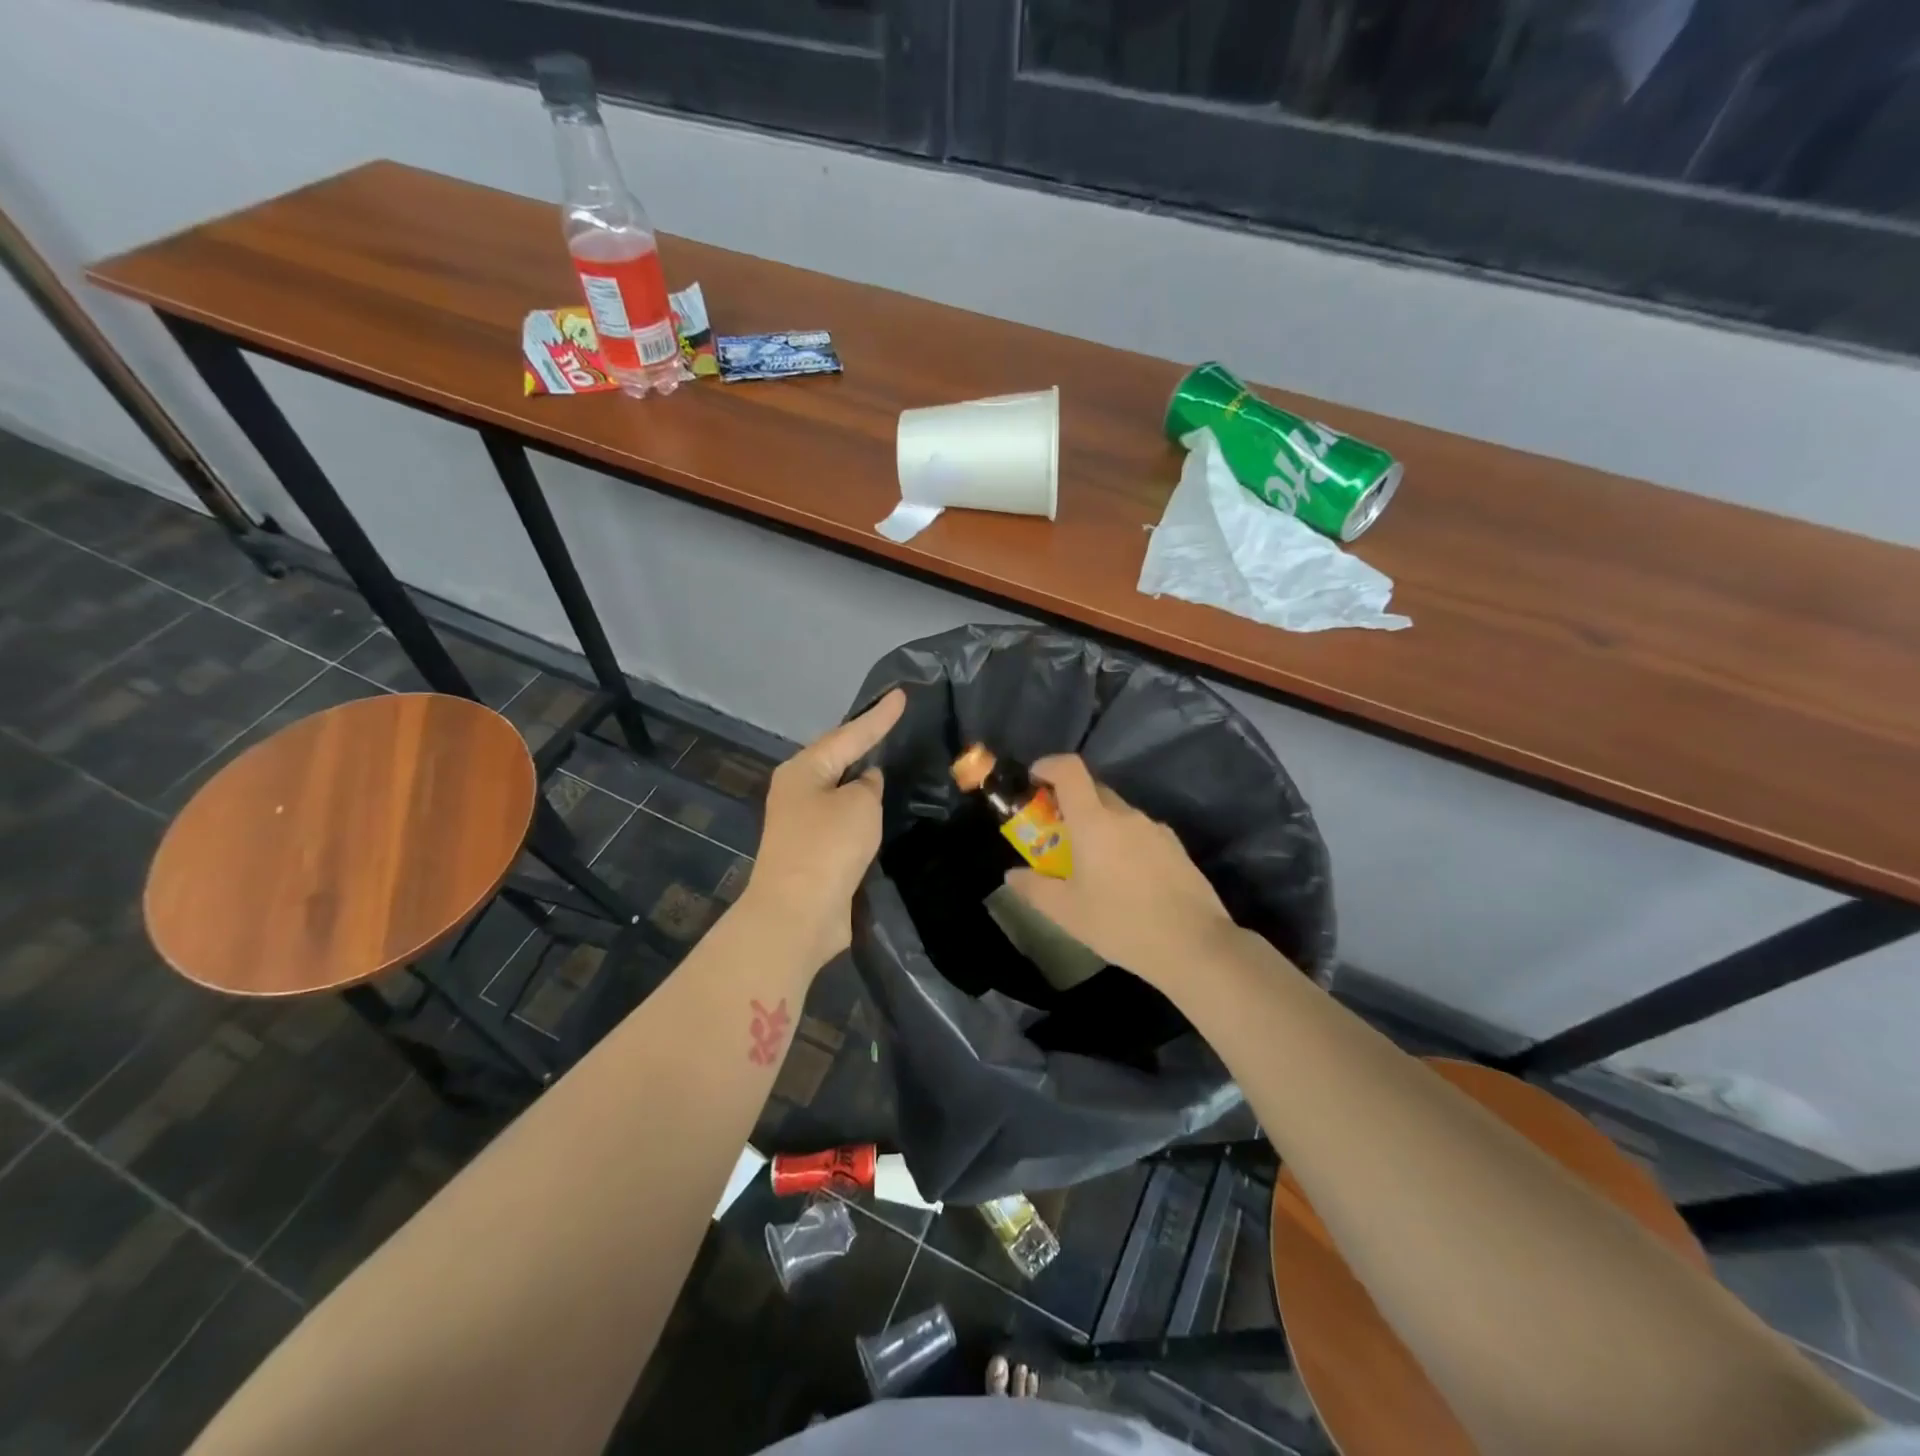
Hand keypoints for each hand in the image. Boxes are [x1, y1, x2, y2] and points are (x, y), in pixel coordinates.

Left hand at [742, 689, 905, 968]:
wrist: (798, 913)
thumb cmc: (828, 847)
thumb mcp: (858, 805)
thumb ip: (868, 785)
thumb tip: (865, 782)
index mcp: (803, 770)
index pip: (849, 734)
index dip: (878, 716)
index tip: (901, 695)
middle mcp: (798, 791)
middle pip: (838, 758)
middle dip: (865, 742)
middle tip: (895, 722)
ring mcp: (803, 823)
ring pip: (841, 791)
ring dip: (864, 780)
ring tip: (893, 760)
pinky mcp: (815, 852)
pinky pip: (844, 819)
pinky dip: (863, 811)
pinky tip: (882, 807)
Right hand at [1005, 754, 1235, 989]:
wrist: (1194, 945)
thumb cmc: (1121, 923)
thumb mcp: (1067, 912)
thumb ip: (1034, 888)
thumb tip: (1012, 874)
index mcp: (1095, 821)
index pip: (1070, 770)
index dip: (1048, 765)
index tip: (1034, 779)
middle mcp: (1126, 815)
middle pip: (1094, 790)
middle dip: (1070, 801)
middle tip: (1056, 832)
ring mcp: (1155, 829)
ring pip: (1119, 813)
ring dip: (1099, 825)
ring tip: (1091, 863)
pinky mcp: (1176, 848)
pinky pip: (1140, 833)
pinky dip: (1124, 842)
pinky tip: (1125, 879)